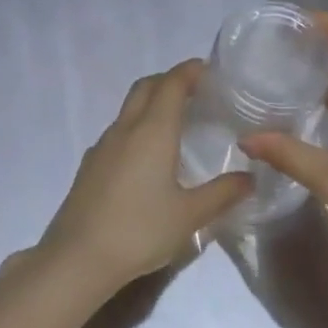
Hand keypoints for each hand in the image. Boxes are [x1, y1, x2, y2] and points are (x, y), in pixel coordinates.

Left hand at [39, 60, 252, 297]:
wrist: (77, 258)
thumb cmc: (139, 231)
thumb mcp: (189, 217)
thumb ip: (222, 194)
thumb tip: (250, 177)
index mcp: (152, 130)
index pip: (172, 83)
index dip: (190, 71)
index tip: (209, 69)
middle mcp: (126, 127)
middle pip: (147, 86)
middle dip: (170, 80)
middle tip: (194, 91)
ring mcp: (104, 144)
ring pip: (129, 107)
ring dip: (151, 102)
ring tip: (174, 122)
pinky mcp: (90, 163)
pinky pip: (118, 130)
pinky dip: (136, 126)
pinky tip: (146, 156)